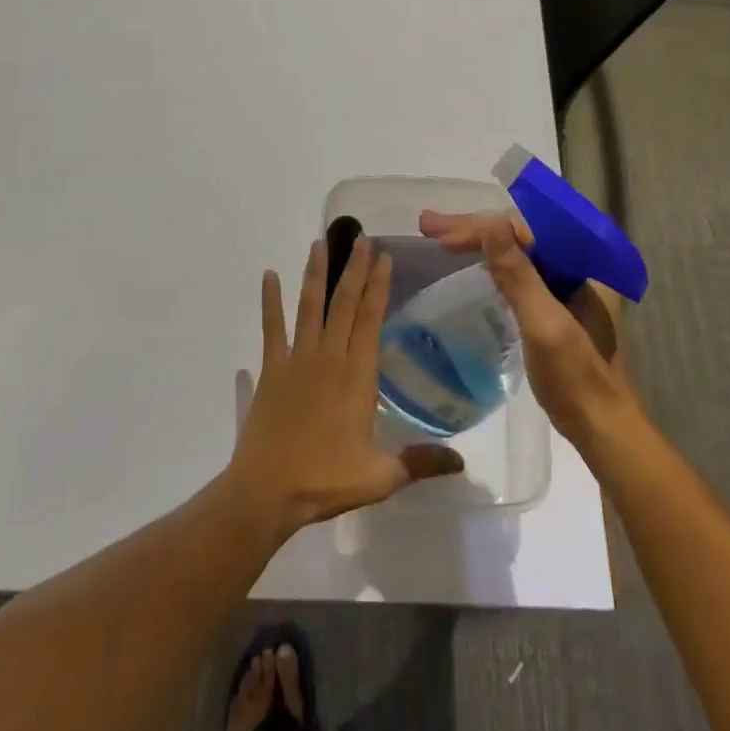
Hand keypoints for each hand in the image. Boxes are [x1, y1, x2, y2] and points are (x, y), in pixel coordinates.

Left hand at [228, 237, 463, 541]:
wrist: (266, 492)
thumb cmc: (325, 480)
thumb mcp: (381, 477)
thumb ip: (421, 462)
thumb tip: (463, 462)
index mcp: (357, 375)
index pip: (371, 319)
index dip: (378, 285)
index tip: (384, 257)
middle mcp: (329, 356)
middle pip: (344, 303)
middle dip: (354, 268)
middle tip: (361, 238)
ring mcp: (297, 359)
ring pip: (309, 306)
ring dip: (316, 273)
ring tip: (320, 243)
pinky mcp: (272, 368)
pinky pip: (271, 327)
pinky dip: (270, 300)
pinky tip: (268, 275)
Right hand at [418, 209, 638, 451]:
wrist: (604, 434)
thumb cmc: (576, 380)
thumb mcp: (543, 324)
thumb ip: (518, 273)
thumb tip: (490, 221)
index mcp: (584, 263)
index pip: (524, 228)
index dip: (479, 228)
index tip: (439, 235)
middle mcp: (579, 267)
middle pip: (520, 236)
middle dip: (475, 230)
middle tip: (428, 225)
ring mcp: (568, 288)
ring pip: (518, 252)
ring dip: (480, 244)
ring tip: (440, 237)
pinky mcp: (557, 308)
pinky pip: (520, 273)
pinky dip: (493, 267)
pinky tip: (471, 265)